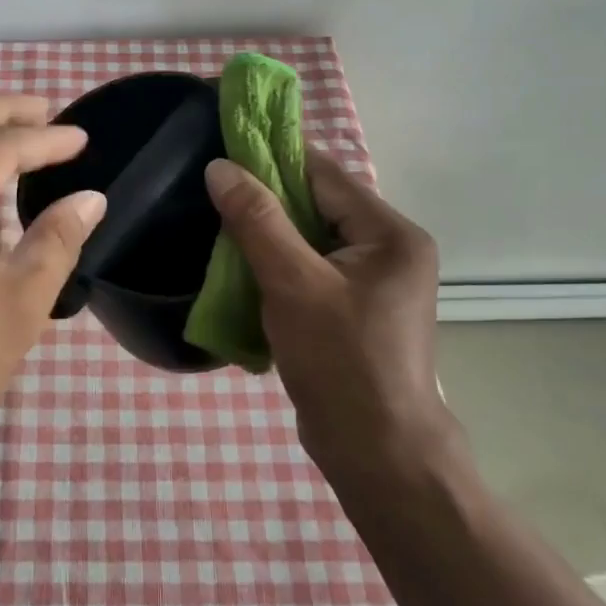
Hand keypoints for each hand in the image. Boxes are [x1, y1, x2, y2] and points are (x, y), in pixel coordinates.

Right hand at [204, 151, 452, 476]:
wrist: (377, 454)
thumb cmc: (341, 362)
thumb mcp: (294, 283)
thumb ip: (257, 220)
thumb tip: (220, 167)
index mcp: (391, 233)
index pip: (324, 175)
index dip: (274, 158)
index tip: (225, 150)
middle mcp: (390, 249)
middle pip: (318, 204)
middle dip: (267, 200)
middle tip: (215, 194)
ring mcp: (375, 282)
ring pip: (311, 238)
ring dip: (269, 235)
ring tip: (221, 228)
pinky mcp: (357, 309)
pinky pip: (312, 268)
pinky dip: (279, 265)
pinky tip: (243, 268)